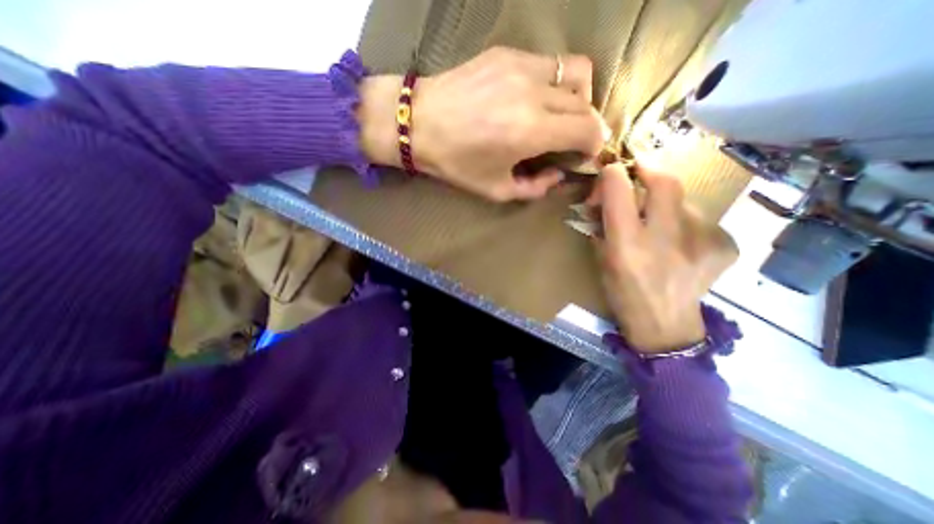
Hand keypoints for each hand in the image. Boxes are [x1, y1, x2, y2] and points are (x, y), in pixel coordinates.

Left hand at [359, 47, 605, 201]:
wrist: (419, 124)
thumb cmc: (456, 163)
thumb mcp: (496, 190)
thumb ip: (535, 188)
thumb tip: (557, 174)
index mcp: (530, 132)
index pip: (588, 129)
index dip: (595, 144)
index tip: (585, 154)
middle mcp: (533, 94)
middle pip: (586, 103)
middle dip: (588, 125)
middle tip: (572, 140)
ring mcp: (521, 67)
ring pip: (576, 72)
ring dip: (579, 98)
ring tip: (561, 116)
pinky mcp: (507, 53)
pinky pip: (549, 63)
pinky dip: (554, 83)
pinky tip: (535, 99)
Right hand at [589, 162, 736, 354]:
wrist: (665, 324)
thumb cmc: (622, 292)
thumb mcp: (601, 258)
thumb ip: (602, 226)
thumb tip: (604, 198)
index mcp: (627, 244)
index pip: (619, 189)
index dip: (613, 173)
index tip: (611, 171)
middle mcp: (665, 238)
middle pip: (665, 181)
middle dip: (650, 168)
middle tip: (640, 172)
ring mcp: (701, 241)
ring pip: (684, 201)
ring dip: (666, 206)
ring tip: (659, 227)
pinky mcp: (724, 245)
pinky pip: (701, 220)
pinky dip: (686, 225)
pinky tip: (681, 244)